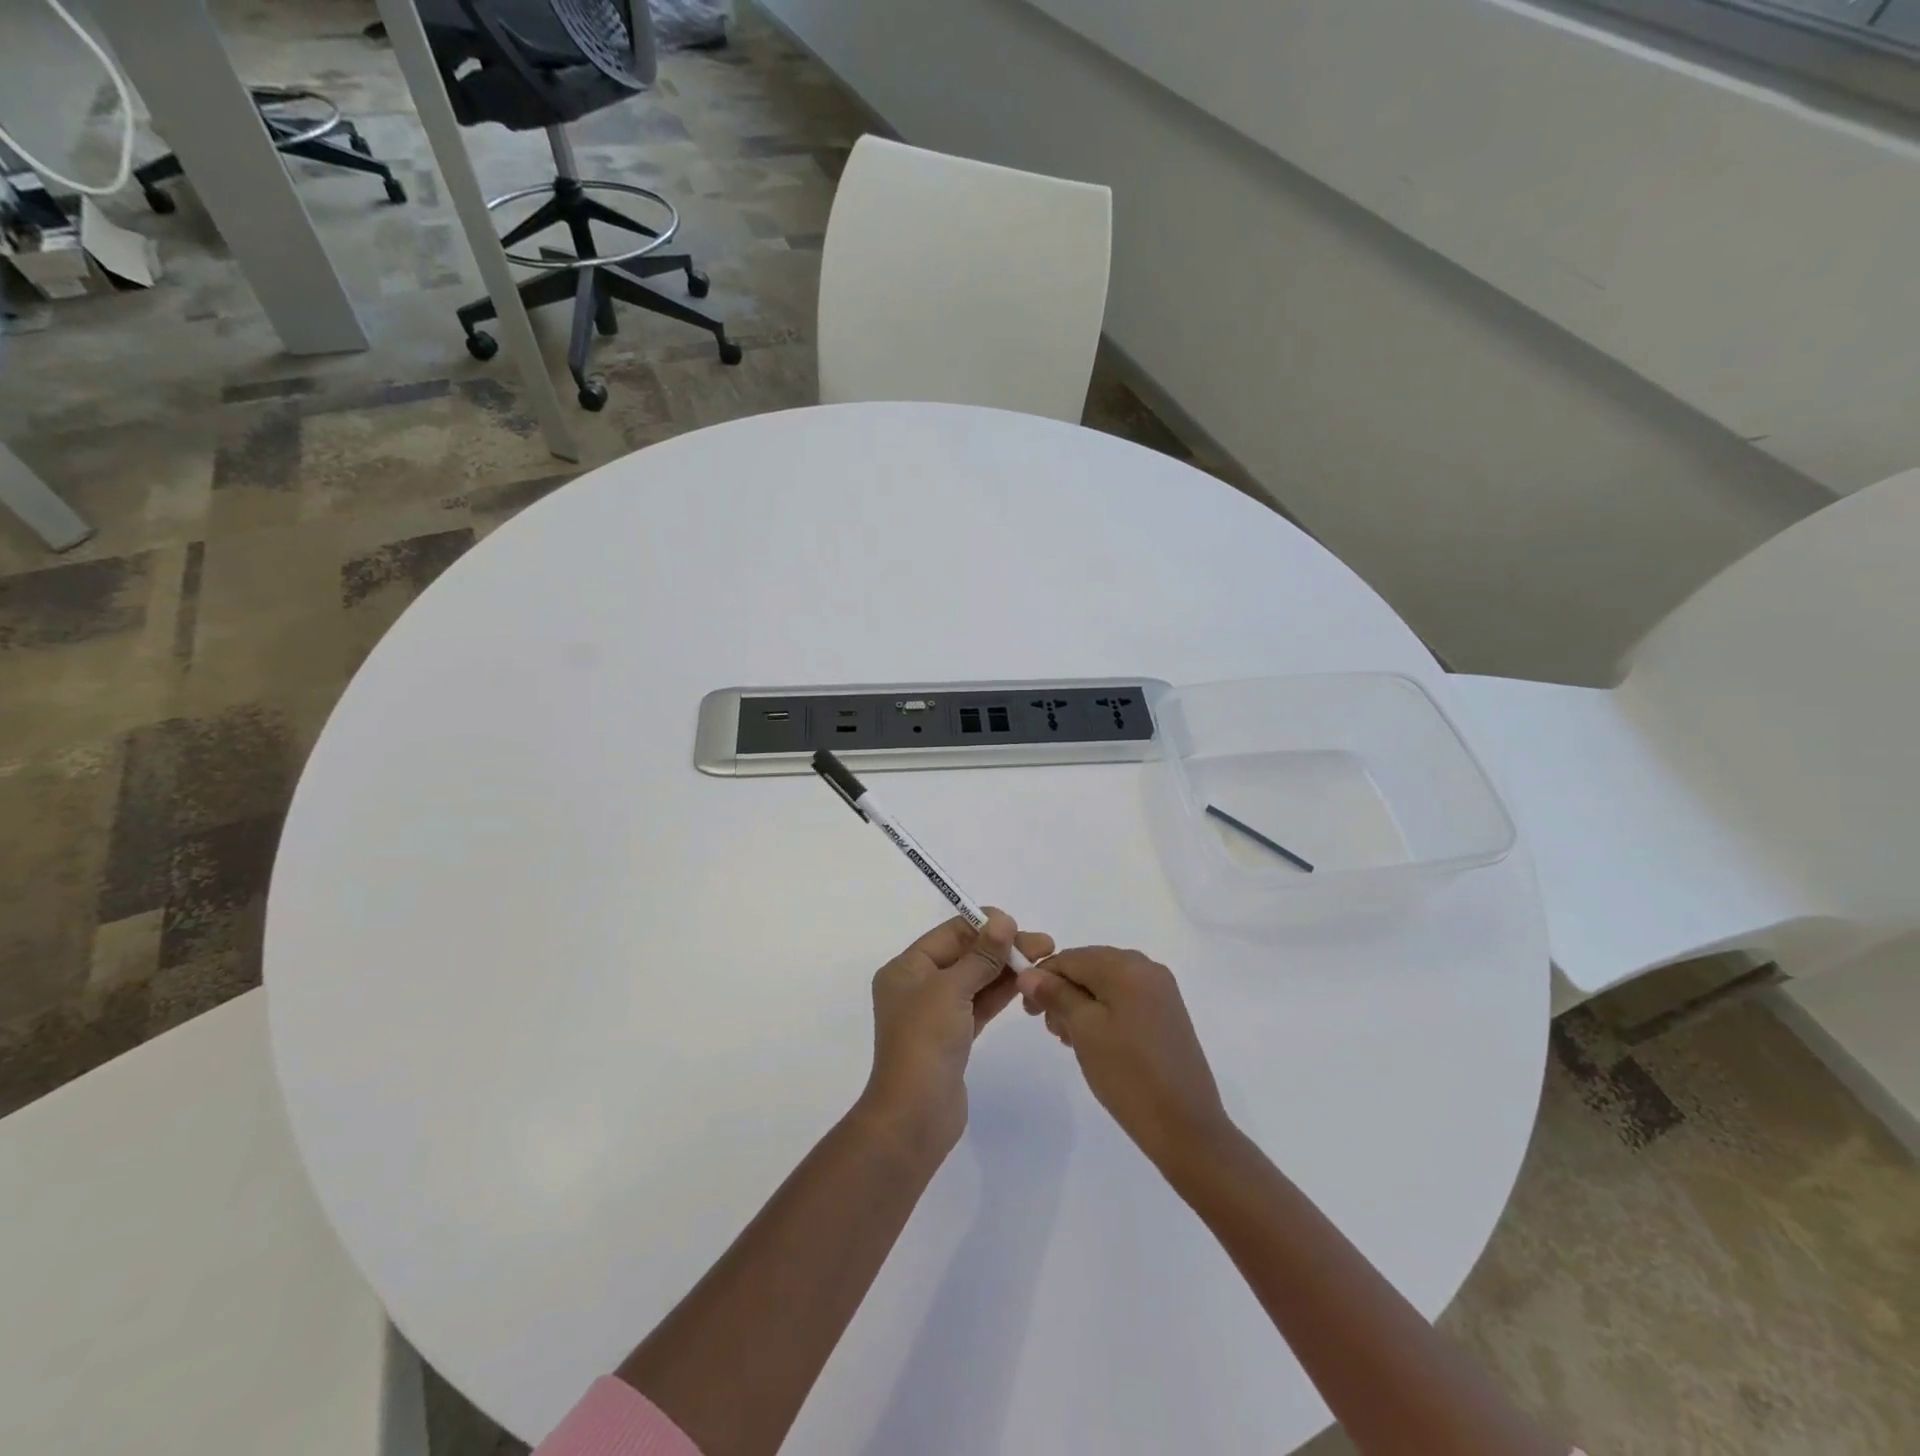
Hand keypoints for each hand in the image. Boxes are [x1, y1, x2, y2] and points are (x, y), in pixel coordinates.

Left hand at [861, 911, 1055, 1152]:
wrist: (915, 1115)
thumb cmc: (925, 1041)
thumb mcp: (952, 989)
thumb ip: (981, 955)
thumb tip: (1003, 920)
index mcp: (907, 968)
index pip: (950, 934)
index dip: (985, 925)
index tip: (1019, 925)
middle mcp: (918, 985)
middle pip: (965, 955)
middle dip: (1002, 947)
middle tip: (1044, 945)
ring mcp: (936, 1013)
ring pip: (976, 980)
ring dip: (1006, 969)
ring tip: (1043, 960)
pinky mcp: (953, 1037)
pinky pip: (979, 1004)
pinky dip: (1000, 993)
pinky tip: (1026, 984)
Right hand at [1017, 947, 1231, 1168]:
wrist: (1186, 1127)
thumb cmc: (1128, 1074)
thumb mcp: (1084, 1030)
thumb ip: (1055, 995)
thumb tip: (1029, 973)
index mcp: (1126, 965)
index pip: (1069, 957)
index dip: (1042, 979)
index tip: (1028, 1011)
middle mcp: (1146, 967)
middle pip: (1089, 967)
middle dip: (1063, 993)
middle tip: (1052, 1030)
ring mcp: (1161, 991)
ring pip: (1106, 984)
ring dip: (1081, 1005)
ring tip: (1071, 1041)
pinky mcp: (1167, 1013)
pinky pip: (1124, 999)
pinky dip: (1103, 1013)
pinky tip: (1096, 1042)